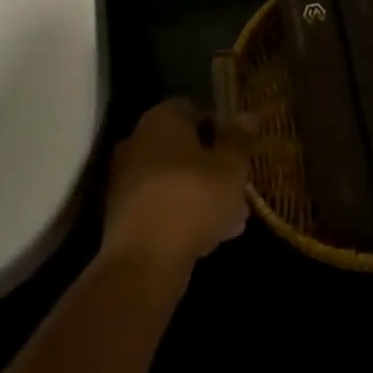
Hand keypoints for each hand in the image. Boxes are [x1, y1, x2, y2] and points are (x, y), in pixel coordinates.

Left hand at [101, 98, 254, 267]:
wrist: (143, 263)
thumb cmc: (193, 199)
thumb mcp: (230, 166)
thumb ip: (240, 138)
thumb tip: (247, 114)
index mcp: (161, 119)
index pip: (195, 109)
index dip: (222, 128)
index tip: (241, 151)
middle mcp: (138, 142)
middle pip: (186, 147)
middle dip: (214, 165)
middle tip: (240, 186)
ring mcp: (127, 180)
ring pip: (177, 179)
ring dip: (204, 193)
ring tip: (236, 217)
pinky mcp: (125, 215)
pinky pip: (164, 204)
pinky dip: (186, 213)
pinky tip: (213, 235)